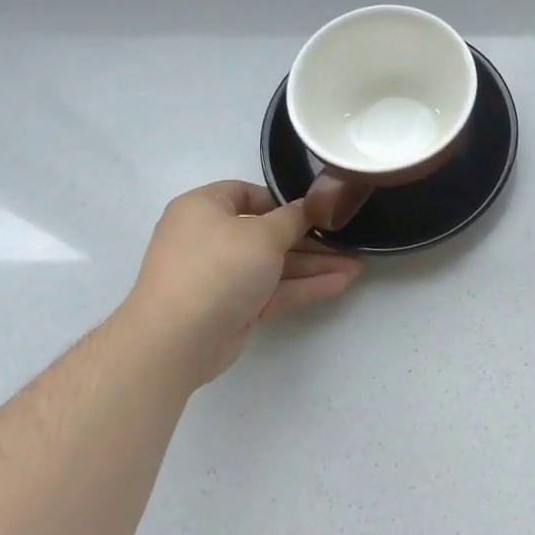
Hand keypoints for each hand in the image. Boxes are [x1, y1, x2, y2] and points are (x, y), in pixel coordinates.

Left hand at [123, 181, 363, 384]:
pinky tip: (341, 283)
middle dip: (311, 239)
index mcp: (204, 208)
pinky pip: (273, 290)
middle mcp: (210, 238)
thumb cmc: (218, 268)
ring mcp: (221, 275)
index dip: (285, 200)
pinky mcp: (233, 307)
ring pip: (275, 265)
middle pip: (268, 233)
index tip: (318, 210)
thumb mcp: (263, 234)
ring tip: (357, 265)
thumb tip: (310, 206)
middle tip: (348, 240)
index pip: (249, 194)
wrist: (177, 340)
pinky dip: (304, 286)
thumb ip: (293, 218)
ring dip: (314, 265)